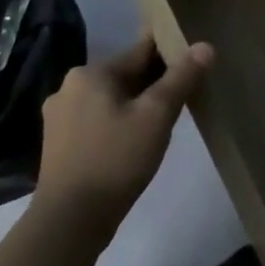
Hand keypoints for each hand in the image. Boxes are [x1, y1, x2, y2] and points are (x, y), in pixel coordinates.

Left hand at [34, 36, 213, 238]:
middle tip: (186, 95)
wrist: (71, 219)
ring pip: (112, 98)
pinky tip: (137, 139)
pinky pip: (99, 118)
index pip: (141, 51)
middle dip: (155, 82)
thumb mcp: (158, 115)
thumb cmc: (117, 158)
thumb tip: (205, 46)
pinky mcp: (59, 141)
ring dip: (138, 103)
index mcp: (91, 73)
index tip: (195, 62)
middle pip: (126, 74)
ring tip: (165, 120)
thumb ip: (182, 77)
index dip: (172, 53)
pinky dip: (120, 121)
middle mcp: (70, 86)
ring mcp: (60, 116)